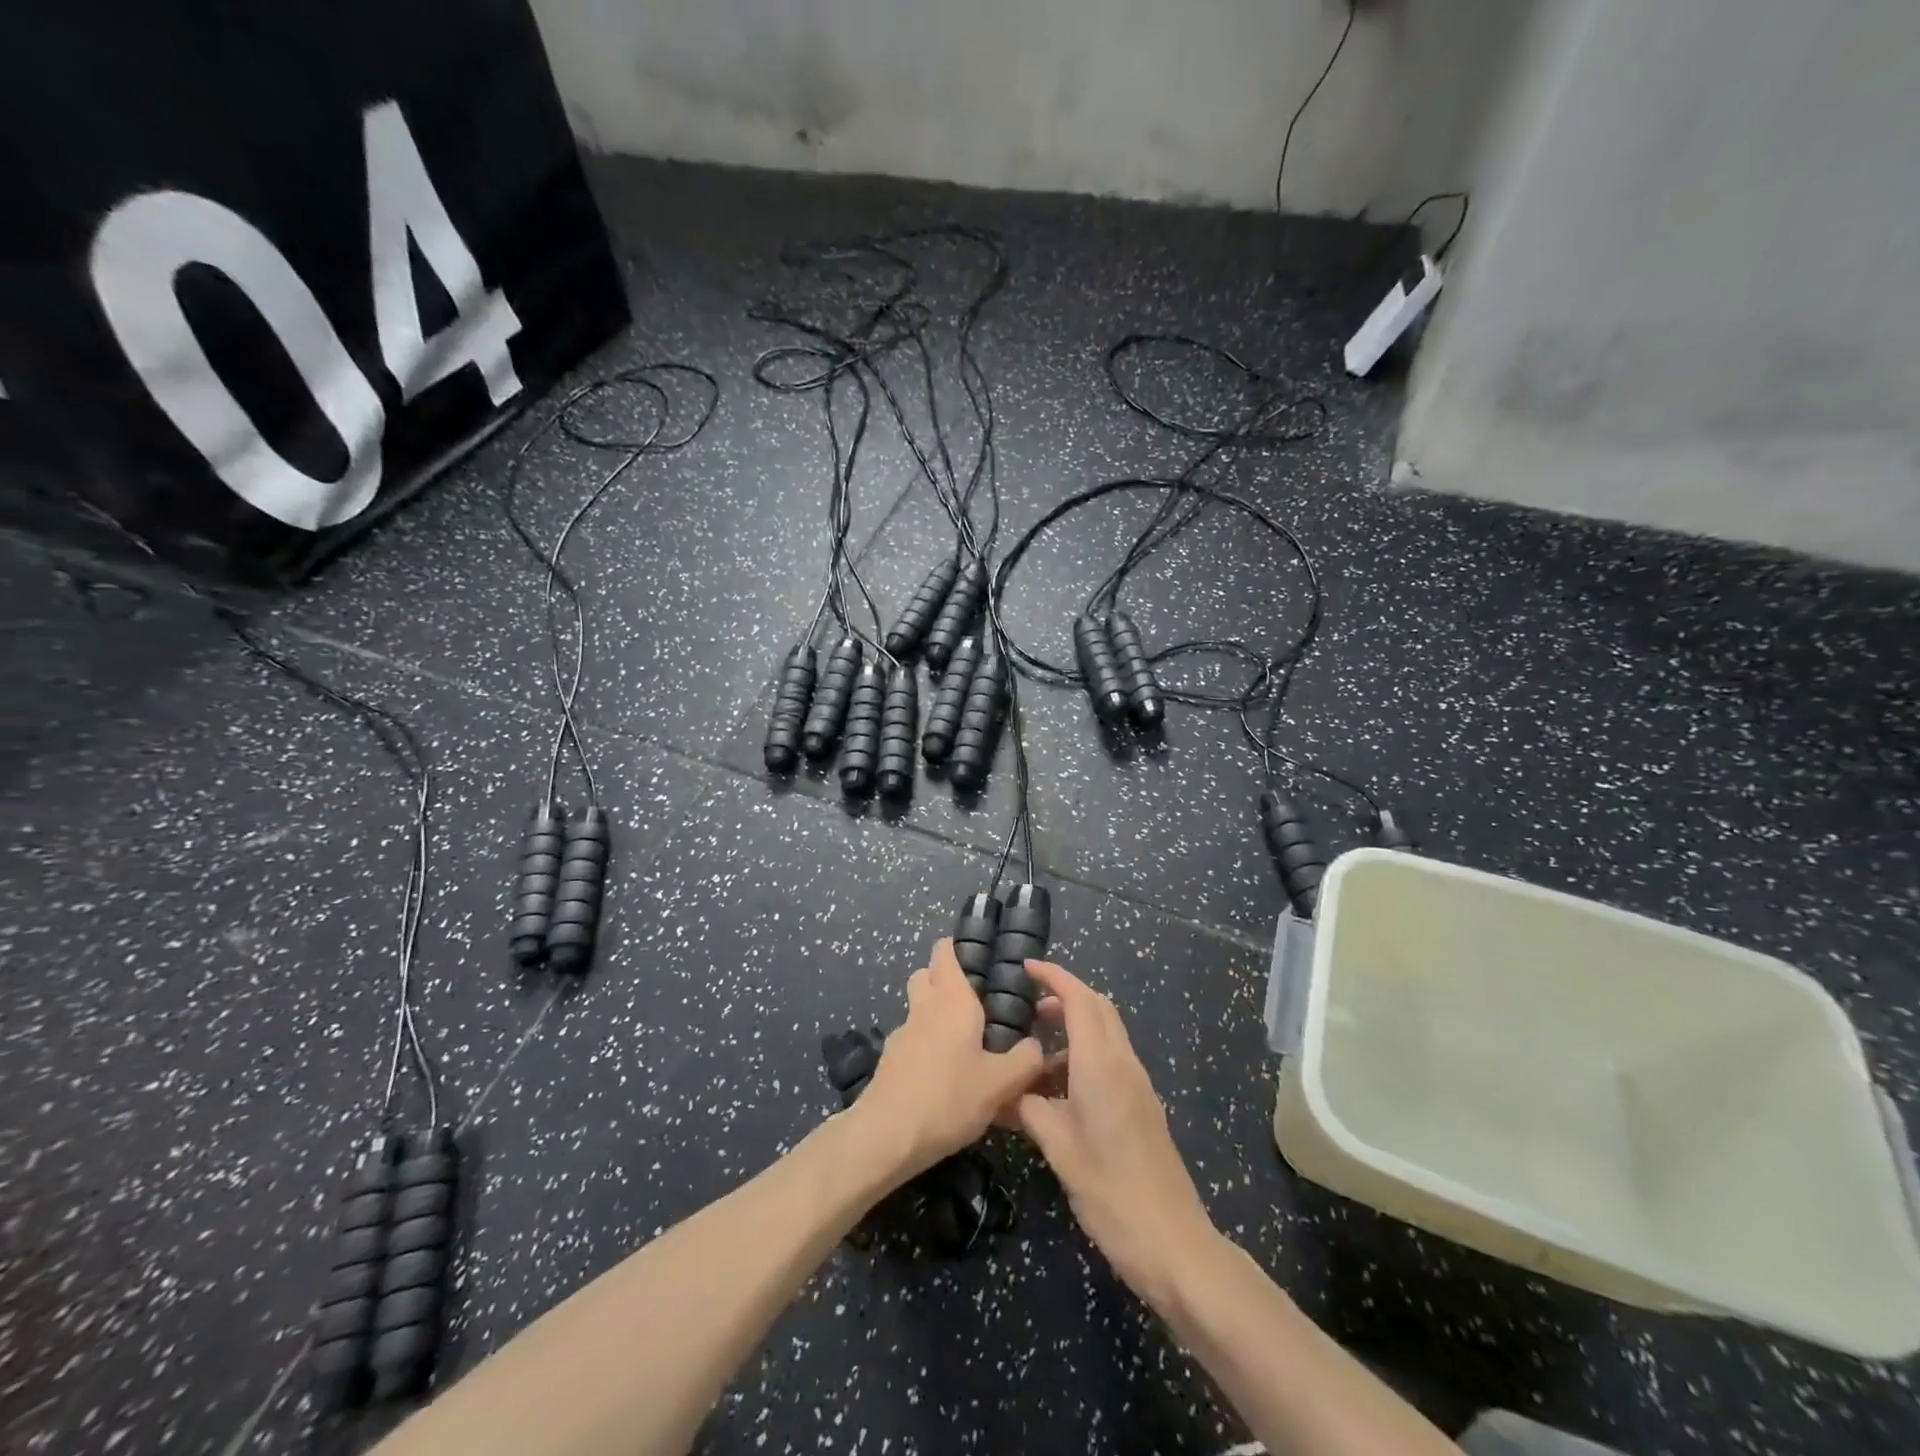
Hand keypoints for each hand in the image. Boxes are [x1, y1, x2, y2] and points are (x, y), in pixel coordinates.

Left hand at [851, 939, 1048, 1181]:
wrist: (887, 1136)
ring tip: (962, 1042)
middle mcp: (924, 1007)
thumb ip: (1025, 1061)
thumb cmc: (949, 1098)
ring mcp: (902, 1033)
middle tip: (973, 1000)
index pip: (945, 952)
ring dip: (933, 1013)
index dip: (957, 948)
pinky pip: (911, 1039)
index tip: (978, 957)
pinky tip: (942, 1075)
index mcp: (952, 999)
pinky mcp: (889, 1060)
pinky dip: (924, 1045)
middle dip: (943, 978)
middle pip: (926, 974)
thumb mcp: (1001, 1084)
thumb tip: (1036, 1045)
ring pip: (917, 1007)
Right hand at [1014, 961, 1217, 1306]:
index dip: (1054, 977)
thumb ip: (1029, 1108)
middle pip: (1097, 1008)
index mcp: (1102, 1064)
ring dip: (1073, 1029)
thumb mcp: (1058, 1147)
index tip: (1025, 968)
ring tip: (1035, 1054)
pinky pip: (1110, 1060)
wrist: (1172, 1241)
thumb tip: (1004, 1089)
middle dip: (1064, 996)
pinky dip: (1083, 1055)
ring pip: (1105, 1034)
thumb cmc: (1110, 1191)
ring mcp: (1137, 1084)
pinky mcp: (1141, 1105)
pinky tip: (1058, 1089)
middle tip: (1027, 1006)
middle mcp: (1123, 1063)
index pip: (1080, 999)